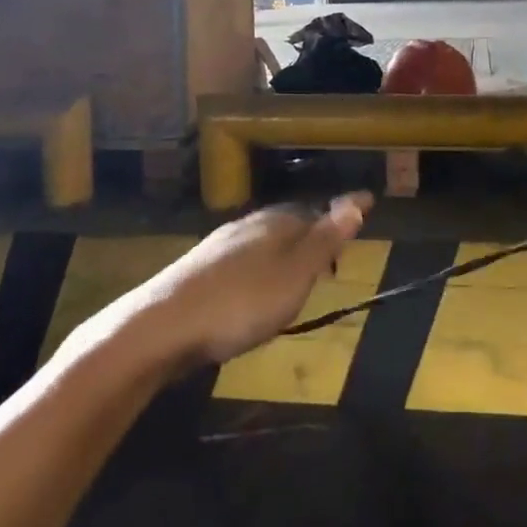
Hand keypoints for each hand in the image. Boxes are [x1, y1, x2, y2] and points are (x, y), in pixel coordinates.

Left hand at [128, 194, 373, 365]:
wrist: (161, 326)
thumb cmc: (241, 302)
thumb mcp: (295, 274)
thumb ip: (325, 240)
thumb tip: (357, 200)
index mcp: (276, 222)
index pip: (317, 212)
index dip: (340, 218)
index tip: (365, 211)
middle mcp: (248, 225)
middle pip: (290, 224)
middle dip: (313, 234)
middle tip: (333, 255)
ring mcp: (220, 246)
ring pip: (264, 242)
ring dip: (285, 253)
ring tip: (299, 275)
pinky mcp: (199, 270)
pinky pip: (243, 260)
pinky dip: (261, 268)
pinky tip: (255, 289)